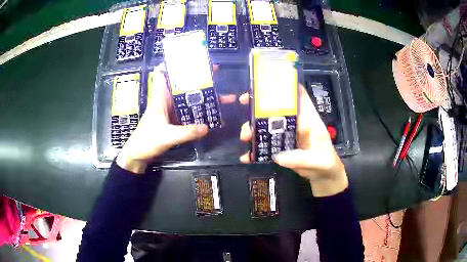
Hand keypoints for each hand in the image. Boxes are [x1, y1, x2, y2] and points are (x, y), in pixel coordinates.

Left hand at [116, 66, 207, 173]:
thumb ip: (186, 132)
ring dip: (203, 96)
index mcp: (160, 98)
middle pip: (182, 84)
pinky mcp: (174, 121)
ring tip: (223, 95)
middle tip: (216, 72)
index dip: (173, 63)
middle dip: (198, 78)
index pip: (162, 74)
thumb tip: (207, 127)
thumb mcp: (166, 137)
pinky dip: (200, 113)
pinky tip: (213, 116)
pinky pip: (189, 113)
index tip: (189, 58)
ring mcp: (170, 112)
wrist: (138, 156)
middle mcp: (166, 101)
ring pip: (188, 99)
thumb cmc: (146, 142)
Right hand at [239, 85, 348, 196]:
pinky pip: (266, 143)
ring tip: (245, 137)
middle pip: (277, 107)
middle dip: (259, 104)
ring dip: (253, 128)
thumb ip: (301, 158)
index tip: (266, 83)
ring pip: (267, 124)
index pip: (299, 95)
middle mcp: (296, 123)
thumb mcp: (318, 161)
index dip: (286, 85)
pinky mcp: (280, 146)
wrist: (323, 176)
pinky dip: (255, 149)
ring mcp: (287, 134)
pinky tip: (247, 156)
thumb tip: (278, 156)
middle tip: (243, 103)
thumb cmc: (325, 163)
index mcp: (308, 119)